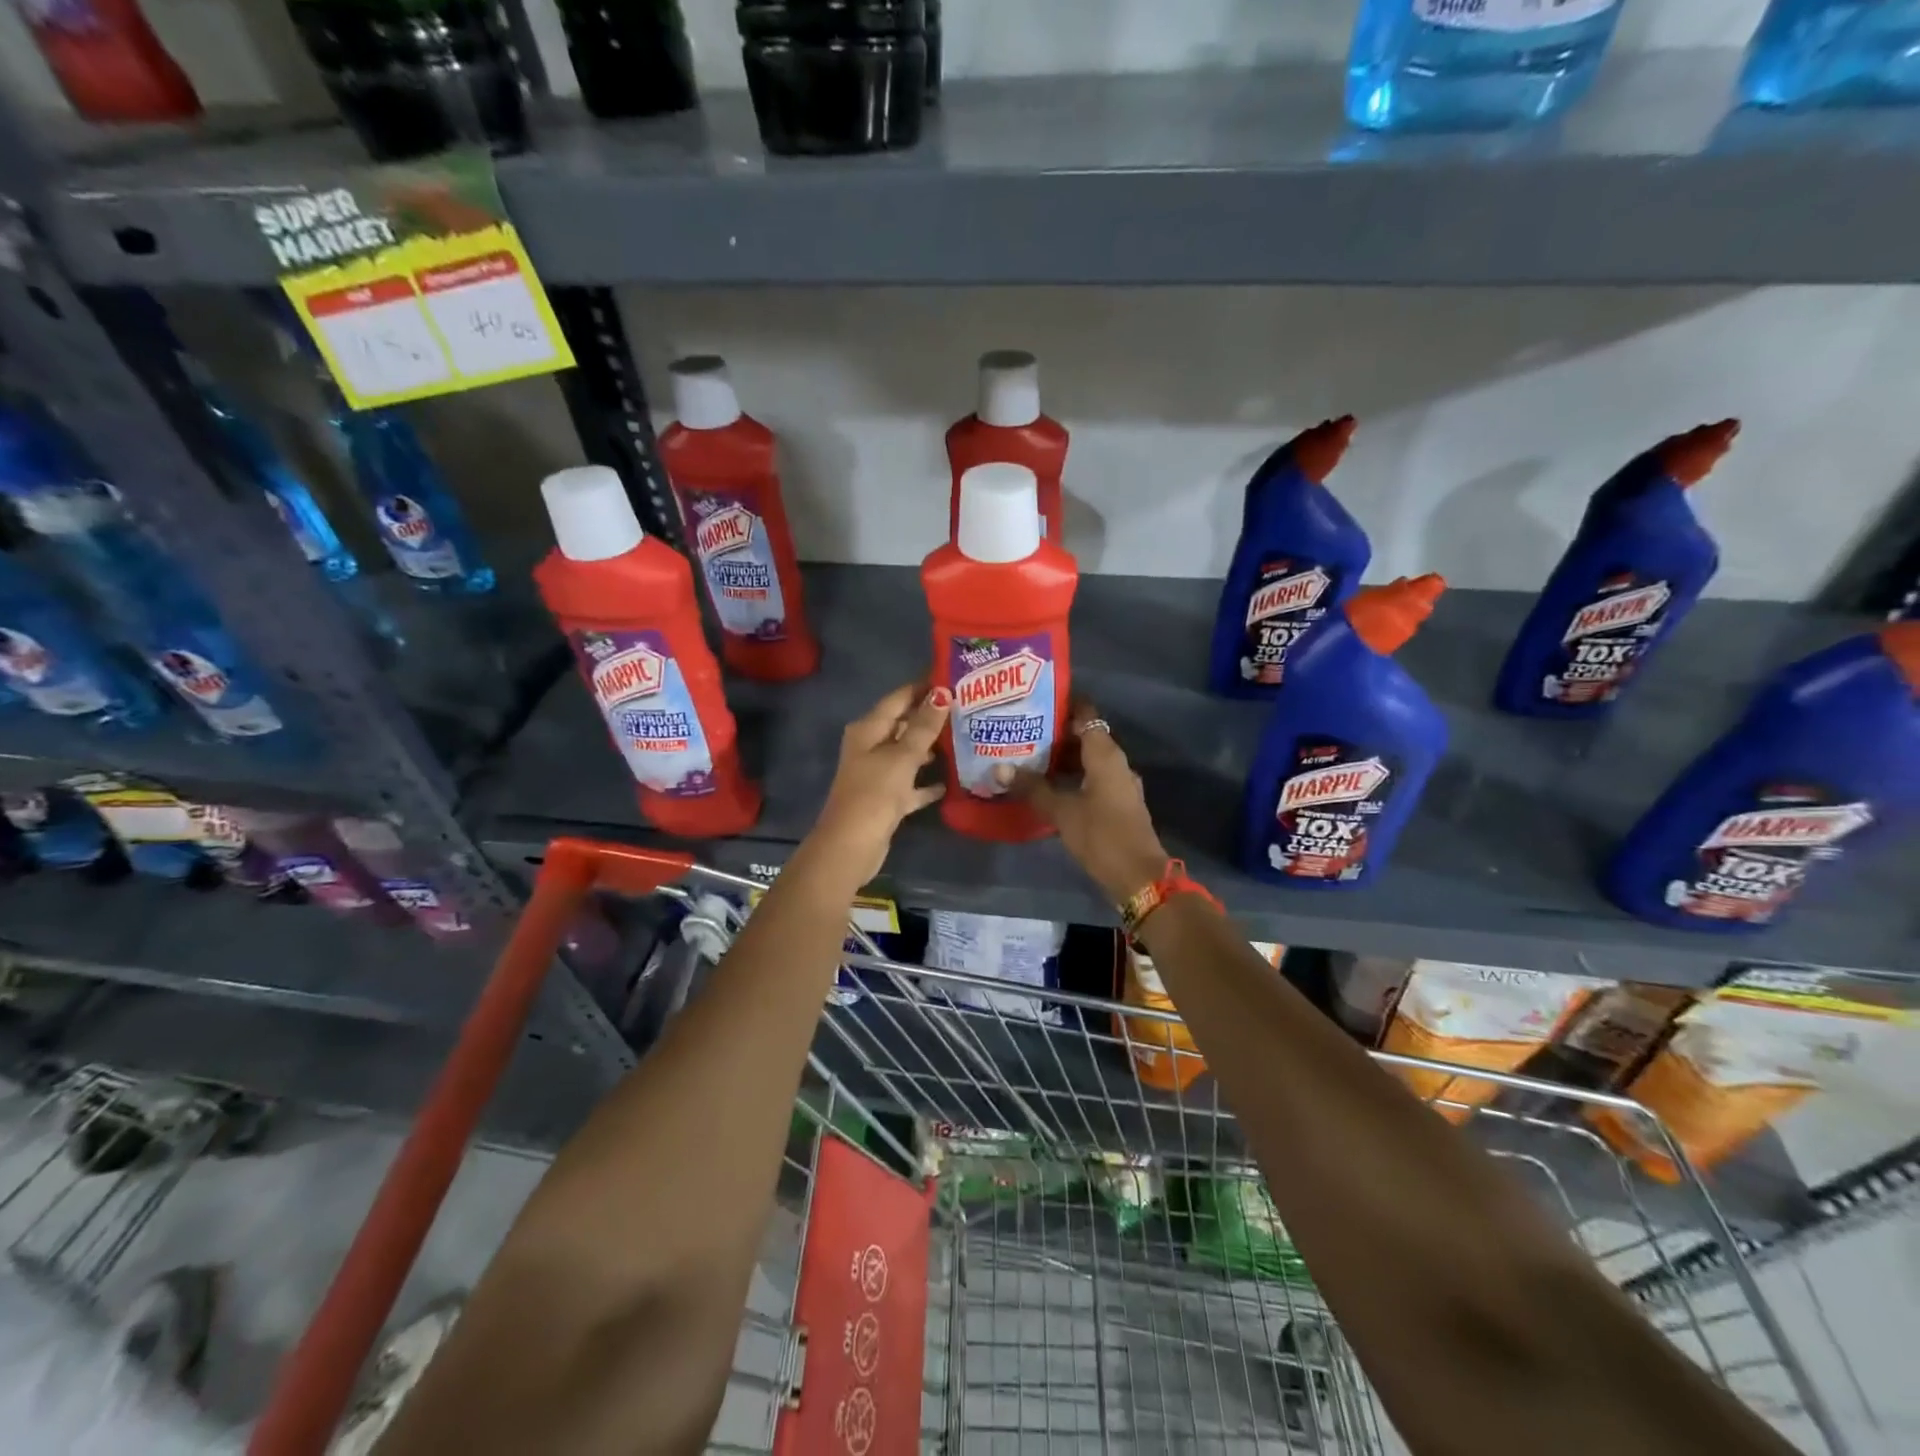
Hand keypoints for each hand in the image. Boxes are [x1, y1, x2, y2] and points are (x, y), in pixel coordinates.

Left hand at [809, 682, 951, 885]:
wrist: (852, 845)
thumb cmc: (874, 793)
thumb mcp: (902, 756)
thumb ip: (924, 726)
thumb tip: (942, 692)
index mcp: (868, 729)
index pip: (899, 698)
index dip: (923, 687)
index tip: (954, 678)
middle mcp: (870, 747)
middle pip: (904, 725)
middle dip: (932, 717)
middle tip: (968, 709)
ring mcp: (878, 774)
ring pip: (909, 754)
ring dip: (932, 748)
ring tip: (965, 739)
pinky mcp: (886, 799)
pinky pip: (911, 784)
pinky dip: (926, 782)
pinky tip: (951, 781)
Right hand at [1007, 705, 1168, 904]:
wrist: (1139, 876)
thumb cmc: (1101, 835)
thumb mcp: (1061, 811)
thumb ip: (1032, 788)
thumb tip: (1000, 768)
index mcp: (1105, 754)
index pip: (1086, 714)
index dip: (1064, 704)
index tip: (1035, 702)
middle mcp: (1116, 763)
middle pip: (1086, 736)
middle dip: (1055, 734)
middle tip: (1021, 731)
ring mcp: (1119, 784)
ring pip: (1088, 760)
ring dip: (1062, 758)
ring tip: (1028, 757)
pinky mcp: (1118, 804)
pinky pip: (1092, 779)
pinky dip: (1072, 777)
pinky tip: (1047, 786)